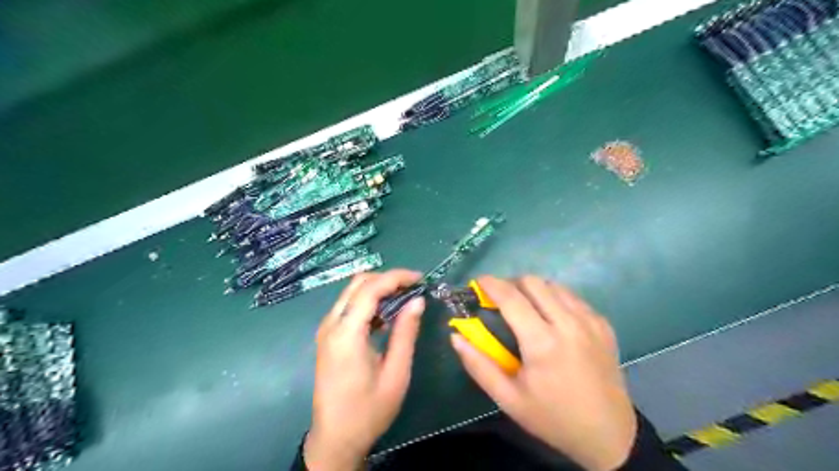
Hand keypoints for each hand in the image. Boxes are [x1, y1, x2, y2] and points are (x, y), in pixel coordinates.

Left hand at [304, 270, 426, 467]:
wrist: (335, 437)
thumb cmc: (368, 410)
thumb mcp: (396, 373)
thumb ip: (405, 333)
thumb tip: (417, 300)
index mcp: (346, 333)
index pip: (370, 288)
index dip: (396, 277)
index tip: (420, 278)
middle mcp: (331, 324)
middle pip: (358, 283)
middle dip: (387, 279)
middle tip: (413, 288)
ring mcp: (326, 329)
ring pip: (352, 292)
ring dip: (378, 289)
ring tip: (404, 299)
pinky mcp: (328, 336)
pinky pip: (349, 306)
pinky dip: (369, 302)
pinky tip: (387, 316)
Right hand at [453, 276, 636, 470]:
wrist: (608, 434)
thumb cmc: (552, 418)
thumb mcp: (508, 399)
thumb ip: (478, 365)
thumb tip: (456, 336)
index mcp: (543, 343)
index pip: (511, 297)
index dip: (490, 284)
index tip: (478, 282)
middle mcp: (568, 323)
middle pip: (533, 282)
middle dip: (512, 284)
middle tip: (501, 301)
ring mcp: (590, 321)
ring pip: (554, 285)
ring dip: (534, 290)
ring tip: (526, 309)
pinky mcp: (603, 324)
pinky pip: (573, 297)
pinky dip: (555, 299)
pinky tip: (552, 319)